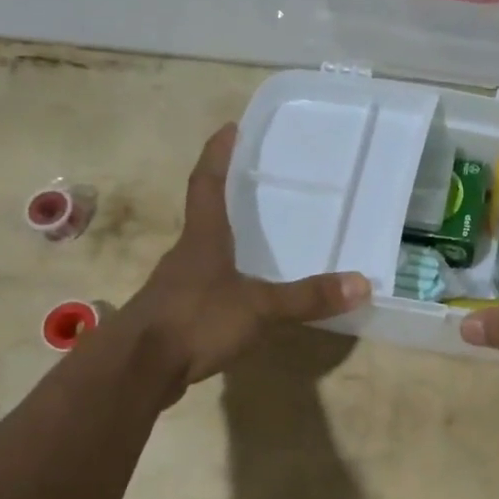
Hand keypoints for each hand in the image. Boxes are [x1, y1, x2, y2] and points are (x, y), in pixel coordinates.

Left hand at [117, 123, 369, 386]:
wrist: (136, 370)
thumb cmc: (195, 321)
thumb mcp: (259, 308)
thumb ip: (307, 298)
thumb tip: (362, 284)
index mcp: (203, 239)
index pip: (207, 183)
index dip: (218, 154)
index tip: (229, 127)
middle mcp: (186, 255)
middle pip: (204, 216)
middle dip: (225, 196)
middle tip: (254, 184)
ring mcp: (176, 287)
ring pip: (203, 254)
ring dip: (225, 242)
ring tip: (255, 241)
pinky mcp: (173, 316)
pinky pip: (204, 287)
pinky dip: (223, 282)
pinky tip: (240, 296)